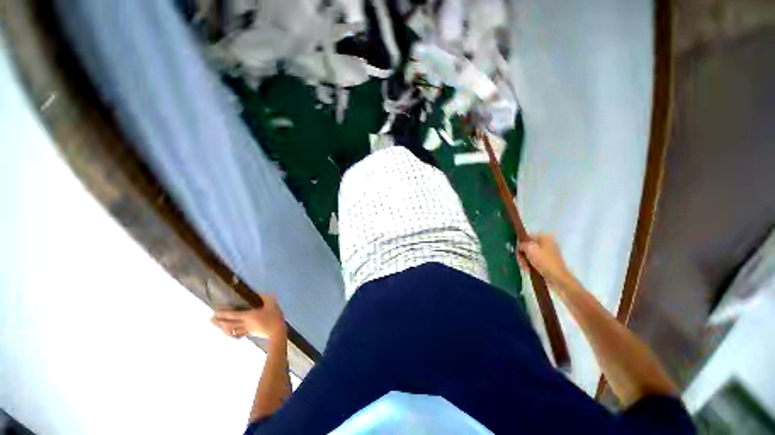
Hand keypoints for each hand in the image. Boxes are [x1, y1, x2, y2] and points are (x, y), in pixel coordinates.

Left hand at [211, 294, 285, 340]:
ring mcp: (247, 329)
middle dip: (219, 321)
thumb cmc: (274, 316)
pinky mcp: (251, 333)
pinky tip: (232, 333)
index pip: (233, 315)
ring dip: (224, 328)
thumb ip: (265, 297)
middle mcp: (245, 323)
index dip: (223, 314)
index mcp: (249, 315)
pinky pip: (240, 333)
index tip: (214, 312)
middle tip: (209, 320)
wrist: (277, 331)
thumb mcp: (271, 304)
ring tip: (218, 326)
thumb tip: (258, 292)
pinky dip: (234, 333)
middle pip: (229, 323)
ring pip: (233, 329)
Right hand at [518, 234, 573, 287]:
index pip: (527, 237)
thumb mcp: (530, 249)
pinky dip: (529, 264)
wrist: (557, 278)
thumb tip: (519, 246)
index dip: (520, 243)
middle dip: (522, 254)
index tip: (517, 251)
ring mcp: (547, 253)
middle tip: (521, 261)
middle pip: (527, 246)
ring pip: (529, 254)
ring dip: (524, 260)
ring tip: (525, 267)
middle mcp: (547, 243)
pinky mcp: (547, 262)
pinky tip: (528, 269)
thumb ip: (522, 244)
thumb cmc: (544, 261)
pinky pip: (534, 260)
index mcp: (544, 237)